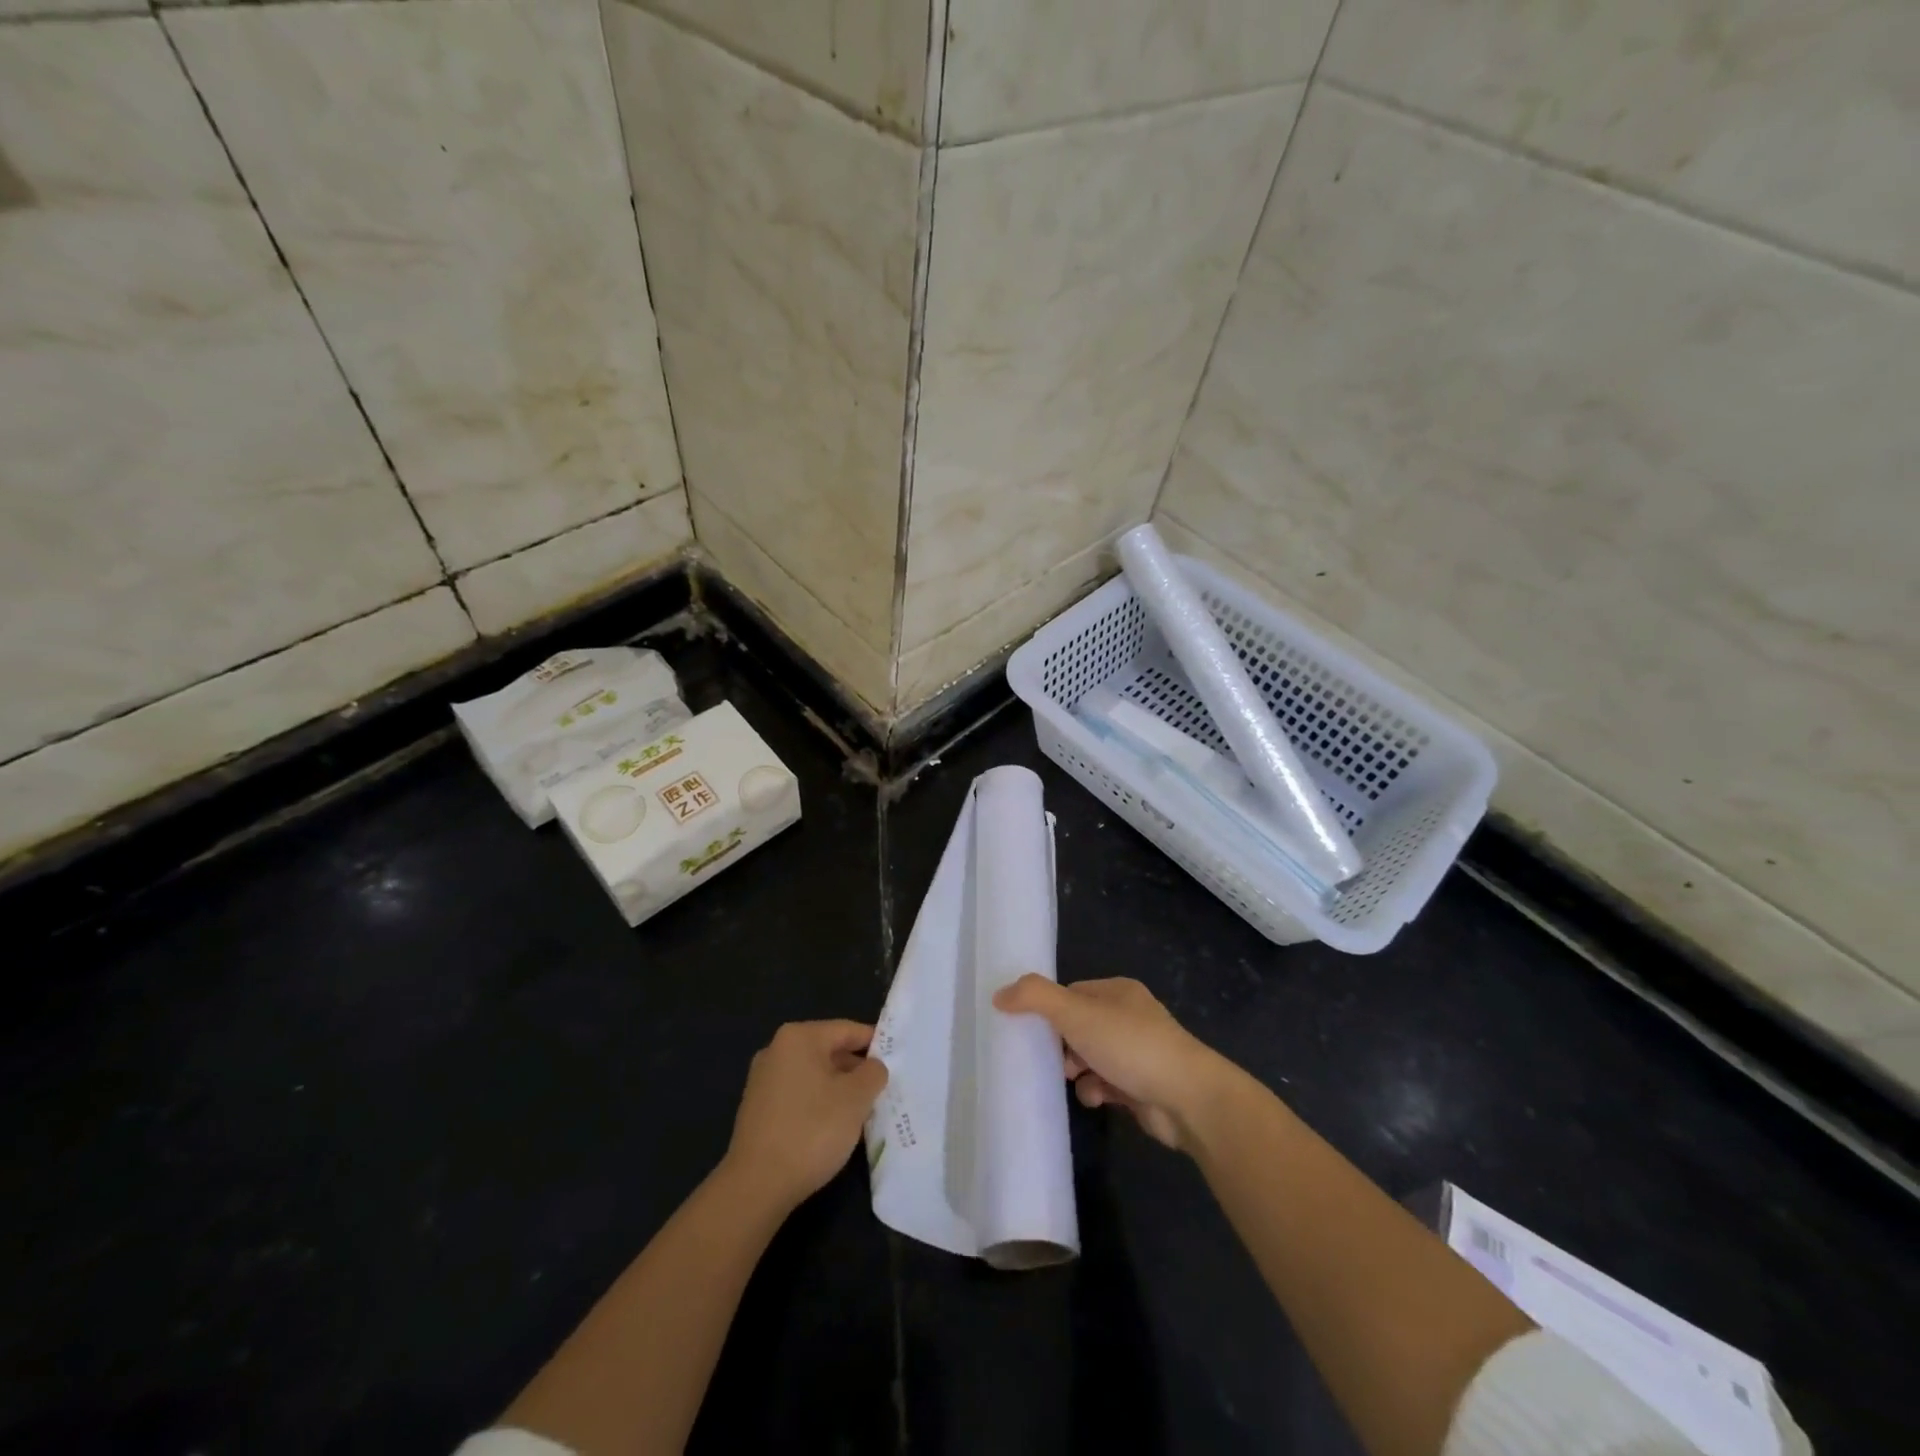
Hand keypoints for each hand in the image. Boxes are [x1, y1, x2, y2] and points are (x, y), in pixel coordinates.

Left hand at [722, 1020, 888, 1210]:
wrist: (756, 1186)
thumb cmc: (812, 1130)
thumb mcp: (856, 1098)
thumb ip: (873, 1073)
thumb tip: (873, 1067)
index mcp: (799, 1038)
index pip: (847, 1030)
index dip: (875, 1043)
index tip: (896, 1060)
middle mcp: (776, 1050)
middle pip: (828, 1050)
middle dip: (856, 1069)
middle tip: (882, 1090)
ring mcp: (762, 1080)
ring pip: (813, 1075)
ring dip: (838, 1089)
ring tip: (861, 1112)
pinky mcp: (756, 1109)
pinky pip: (797, 1095)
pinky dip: (817, 1104)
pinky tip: (832, 1128)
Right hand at [992, 976, 1229, 1150]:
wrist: (1187, 1099)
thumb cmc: (1130, 1046)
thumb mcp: (1076, 1013)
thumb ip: (1036, 999)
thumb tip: (999, 994)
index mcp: (1118, 992)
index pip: (1071, 994)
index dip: (1049, 1010)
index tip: (1028, 1029)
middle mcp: (1129, 1017)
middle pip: (1079, 1027)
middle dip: (1061, 1044)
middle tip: (1049, 1058)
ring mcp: (1138, 1053)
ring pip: (1091, 1057)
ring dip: (1077, 1071)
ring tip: (1072, 1079)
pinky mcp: (1142, 1086)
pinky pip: (1106, 1084)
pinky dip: (1096, 1091)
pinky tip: (1096, 1098)